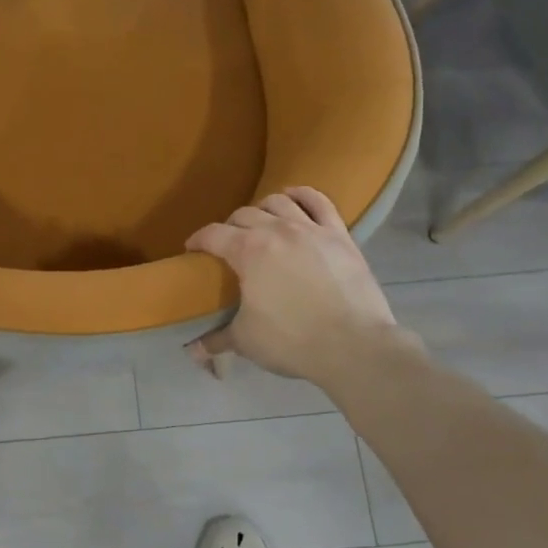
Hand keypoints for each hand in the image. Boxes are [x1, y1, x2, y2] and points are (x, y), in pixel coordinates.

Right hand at [186, 186, 420, 391]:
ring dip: (262, 209)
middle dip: (229, 227)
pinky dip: (302, 195)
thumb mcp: (247, 342)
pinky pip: (318, 202)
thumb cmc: (293, 341)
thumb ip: (217, 340)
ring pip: (278, 202)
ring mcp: (310, 229)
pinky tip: (294, 198)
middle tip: (228, 246)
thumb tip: (193, 352)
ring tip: (260, 223)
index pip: (212, 234)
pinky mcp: (339, 234)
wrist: (354, 346)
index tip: (192, 250)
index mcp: (248, 251)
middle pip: (243, 215)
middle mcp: (277, 230)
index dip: (198, 240)